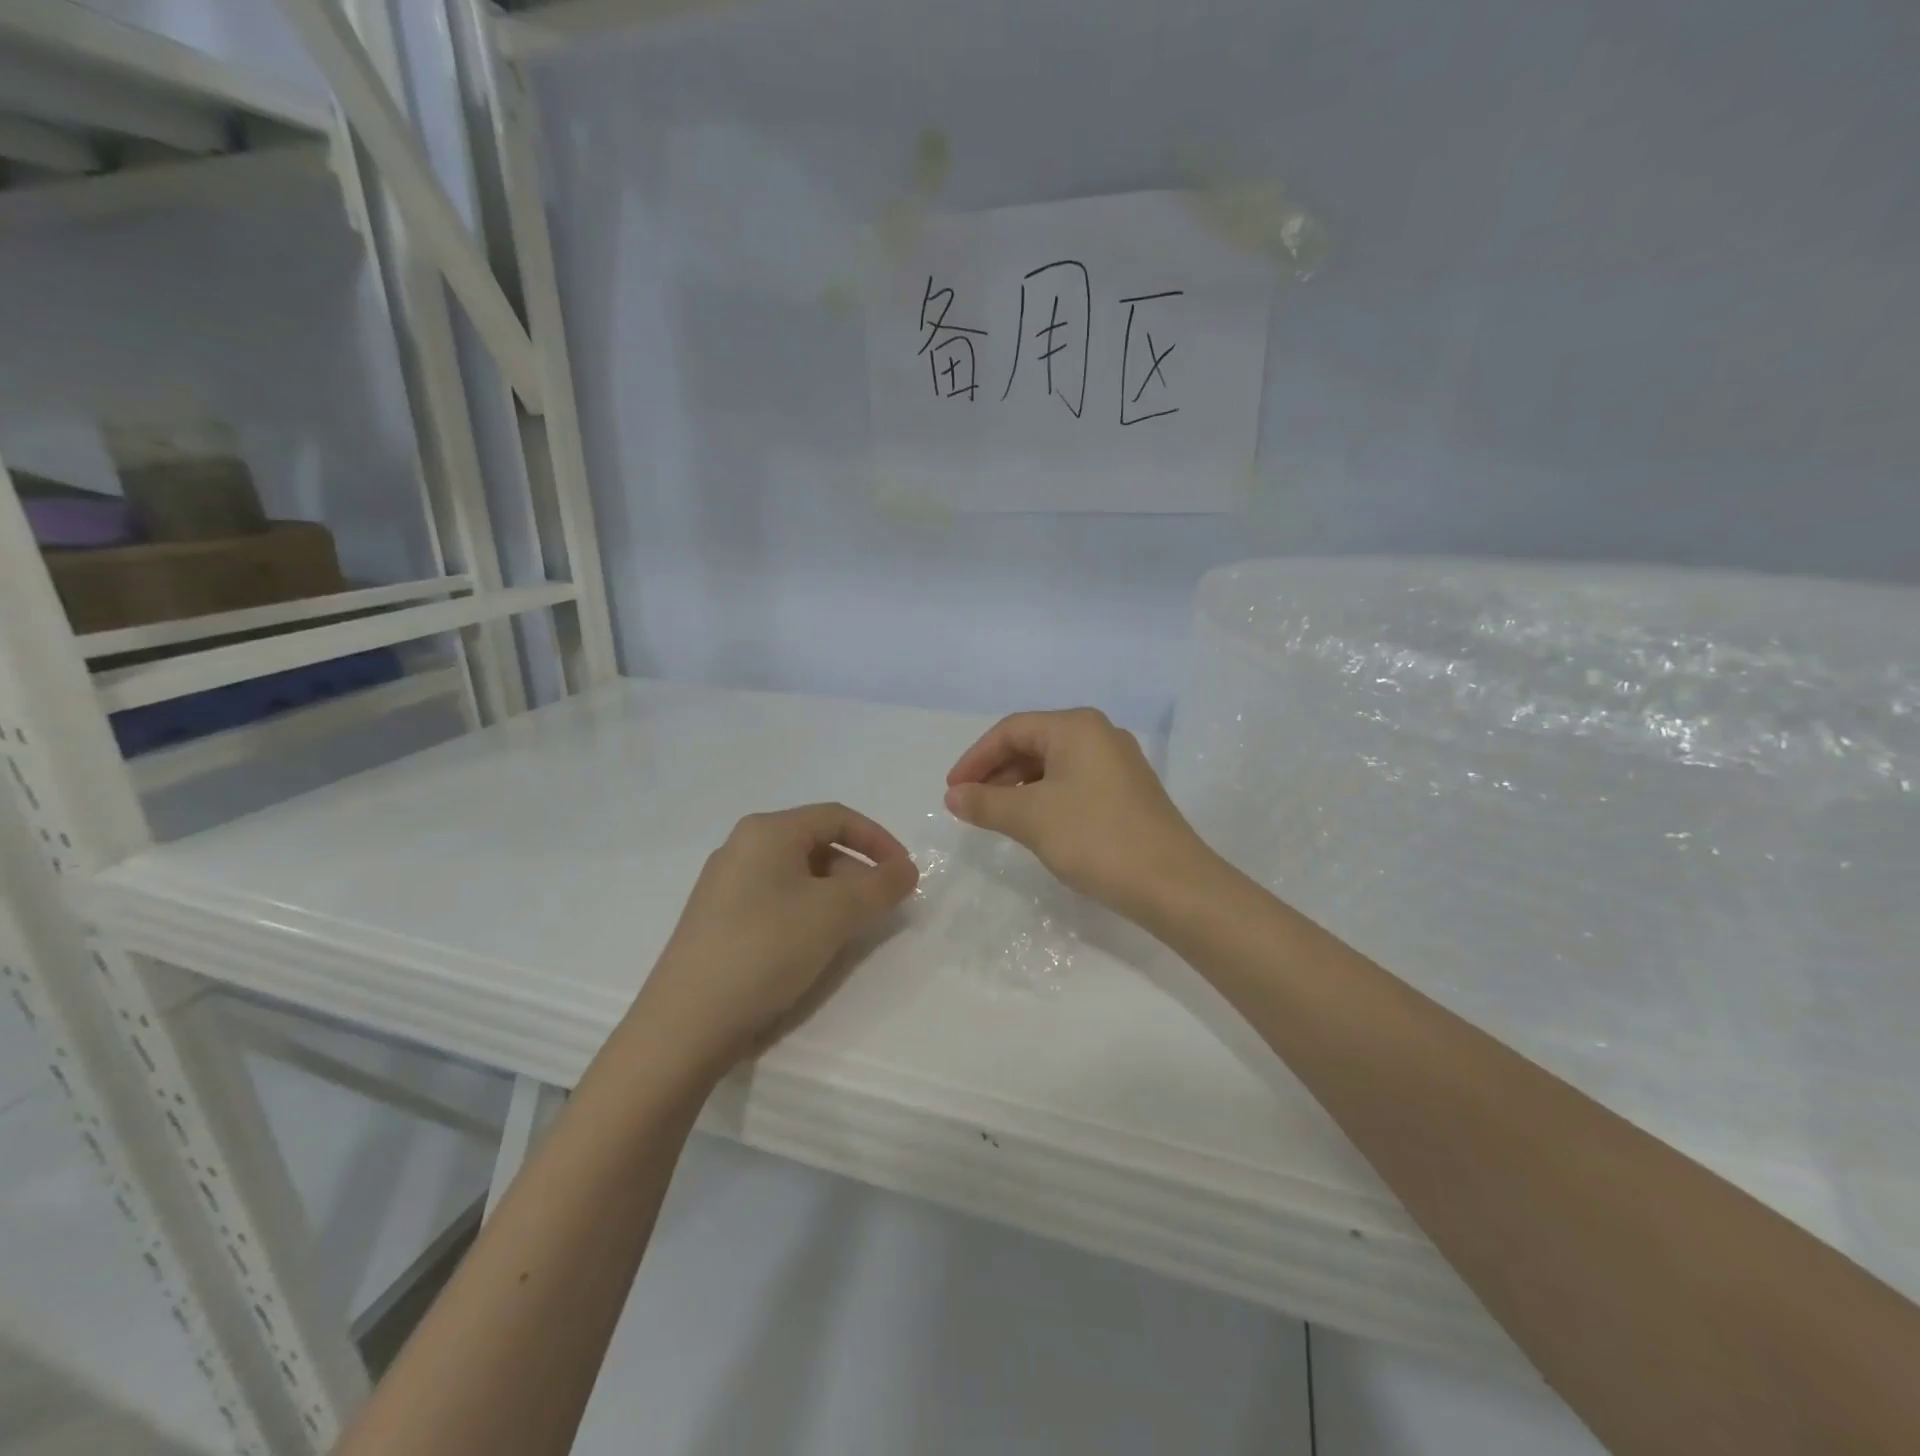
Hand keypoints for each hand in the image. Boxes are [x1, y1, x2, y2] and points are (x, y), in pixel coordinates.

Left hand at [635, 803, 918, 1072]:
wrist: (687, 1023)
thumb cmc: (767, 949)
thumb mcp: (836, 913)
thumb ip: (881, 886)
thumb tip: (906, 869)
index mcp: (767, 831)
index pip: (837, 817)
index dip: (879, 840)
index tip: (905, 874)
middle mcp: (741, 847)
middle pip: (816, 844)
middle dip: (857, 871)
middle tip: (880, 907)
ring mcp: (724, 884)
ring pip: (796, 875)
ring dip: (834, 894)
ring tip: (850, 930)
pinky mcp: (716, 919)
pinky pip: (774, 899)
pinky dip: (806, 912)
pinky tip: (811, 946)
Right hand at [944, 708, 1214, 920]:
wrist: (1172, 883)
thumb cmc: (1095, 838)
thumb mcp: (1031, 819)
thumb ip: (985, 803)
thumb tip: (953, 796)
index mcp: (1076, 727)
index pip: (1011, 730)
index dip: (976, 758)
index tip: (953, 790)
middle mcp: (1099, 734)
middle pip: (1033, 743)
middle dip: (997, 772)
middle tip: (971, 805)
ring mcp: (1118, 762)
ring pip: (1054, 765)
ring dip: (1019, 787)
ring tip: (997, 817)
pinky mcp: (1128, 791)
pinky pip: (1074, 782)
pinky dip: (1046, 798)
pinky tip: (1036, 824)